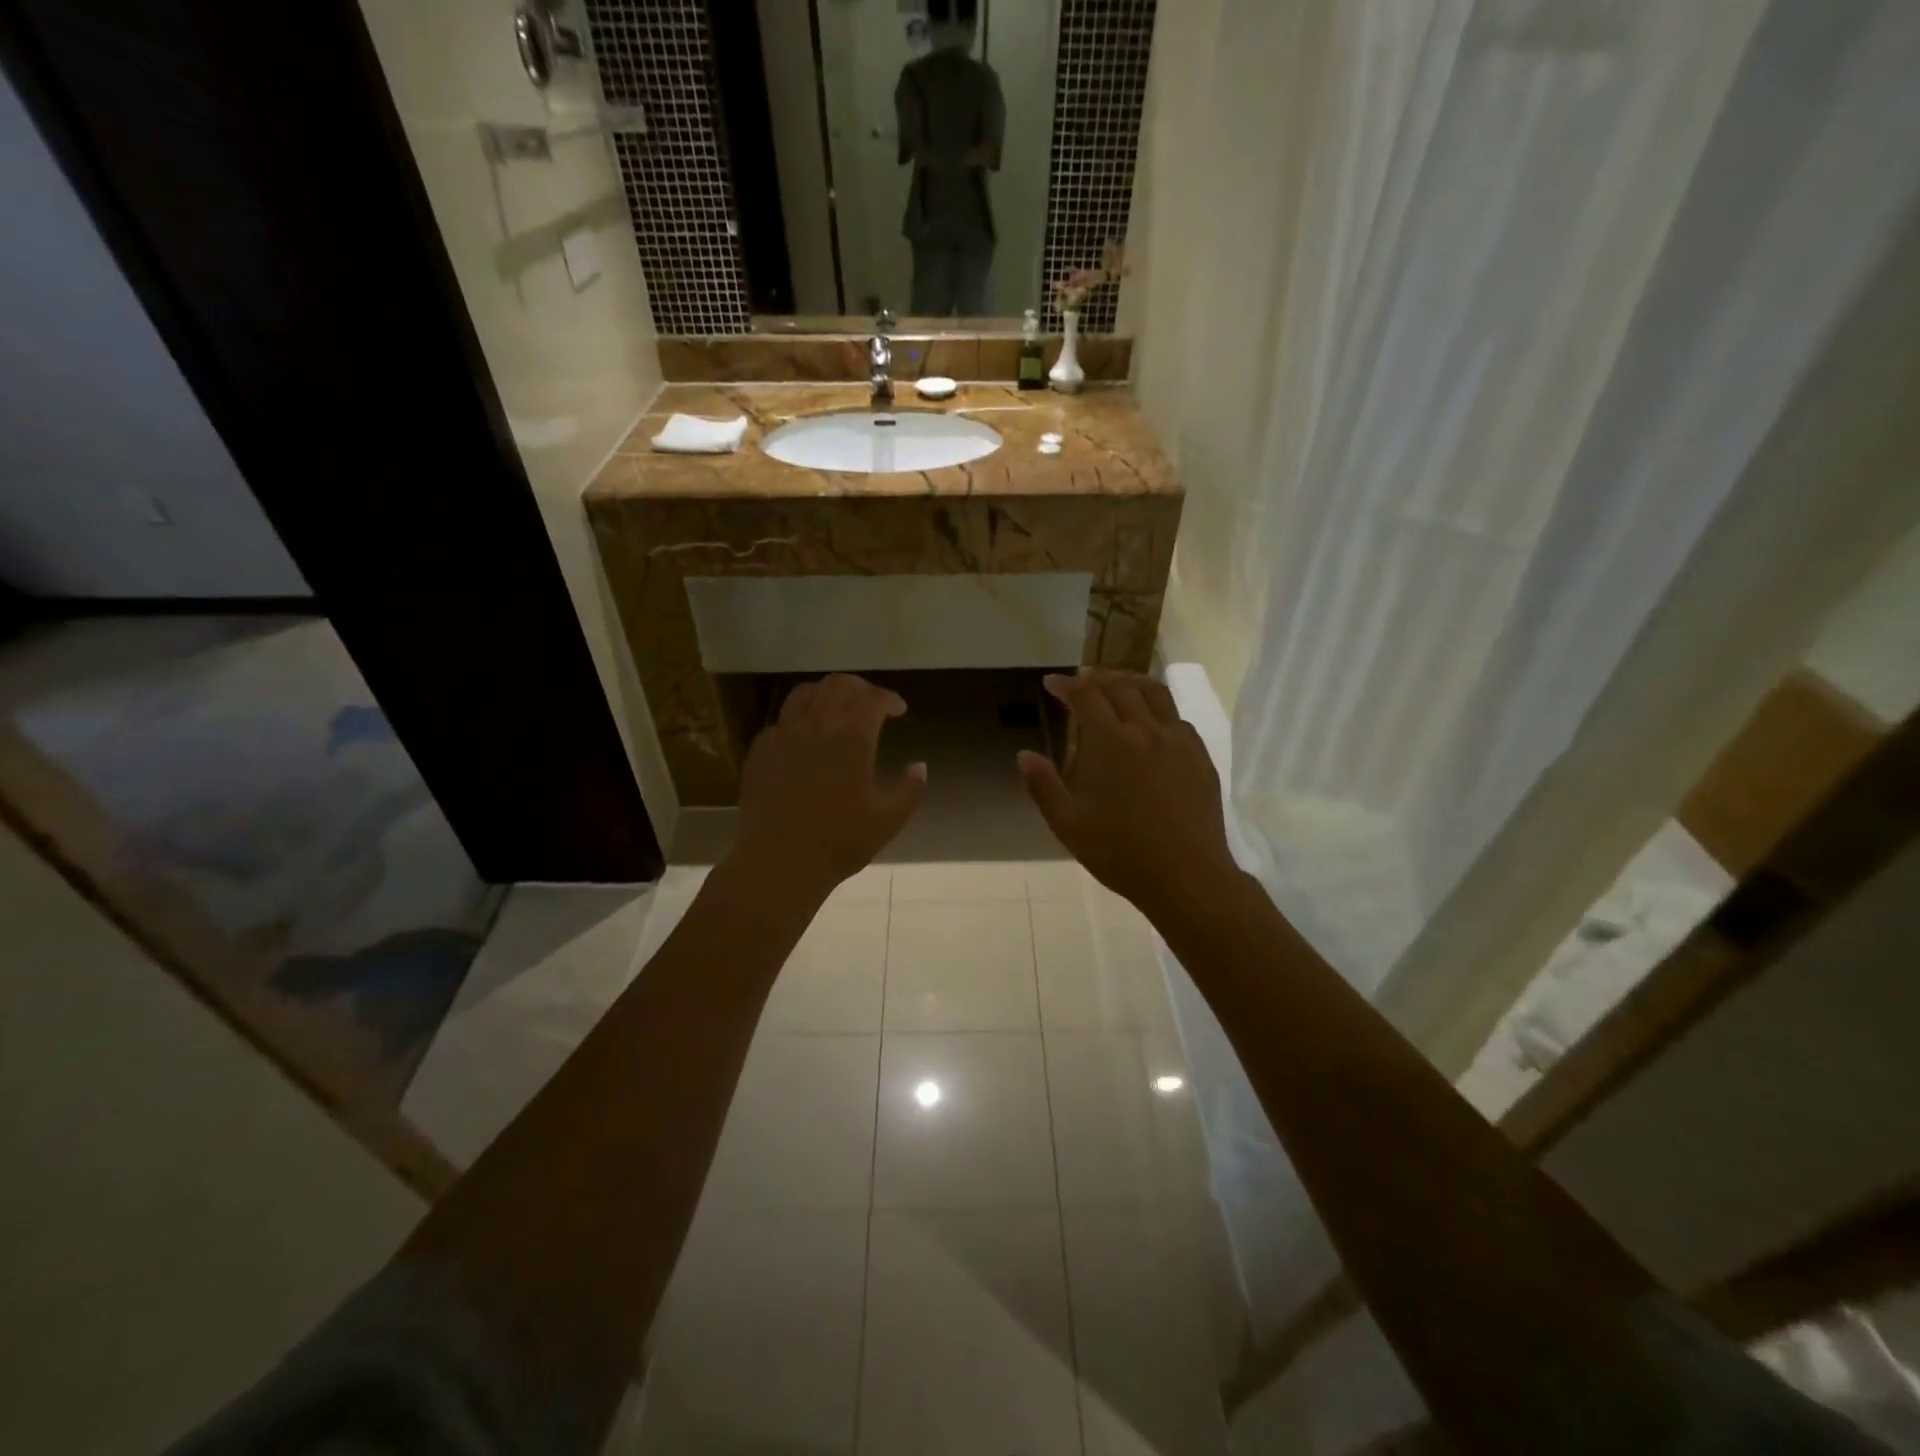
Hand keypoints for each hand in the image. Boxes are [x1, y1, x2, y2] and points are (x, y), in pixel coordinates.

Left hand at [732, 674, 927, 901]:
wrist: (778, 861)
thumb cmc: (839, 841)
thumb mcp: (889, 819)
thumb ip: (910, 789)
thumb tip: (919, 766)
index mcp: (852, 736)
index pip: (874, 698)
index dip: (889, 699)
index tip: (898, 710)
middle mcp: (816, 724)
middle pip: (838, 684)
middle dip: (860, 688)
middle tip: (871, 704)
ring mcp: (783, 734)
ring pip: (805, 693)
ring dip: (827, 695)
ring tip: (836, 712)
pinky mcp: (760, 750)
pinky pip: (782, 720)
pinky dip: (800, 719)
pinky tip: (805, 740)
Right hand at [1018, 670, 1237, 922]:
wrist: (1187, 876)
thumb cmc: (1120, 853)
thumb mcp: (1068, 825)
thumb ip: (1043, 786)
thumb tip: (1024, 755)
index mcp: (1111, 742)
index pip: (1086, 696)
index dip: (1066, 685)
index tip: (1052, 683)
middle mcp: (1146, 730)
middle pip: (1121, 687)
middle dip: (1097, 678)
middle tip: (1082, 681)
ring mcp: (1178, 741)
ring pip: (1155, 693)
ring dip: (1131, 682)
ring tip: (1118, 686)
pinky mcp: (1200, 756)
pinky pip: (1177, 718)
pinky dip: (1158, 708)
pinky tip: (1152, 722)